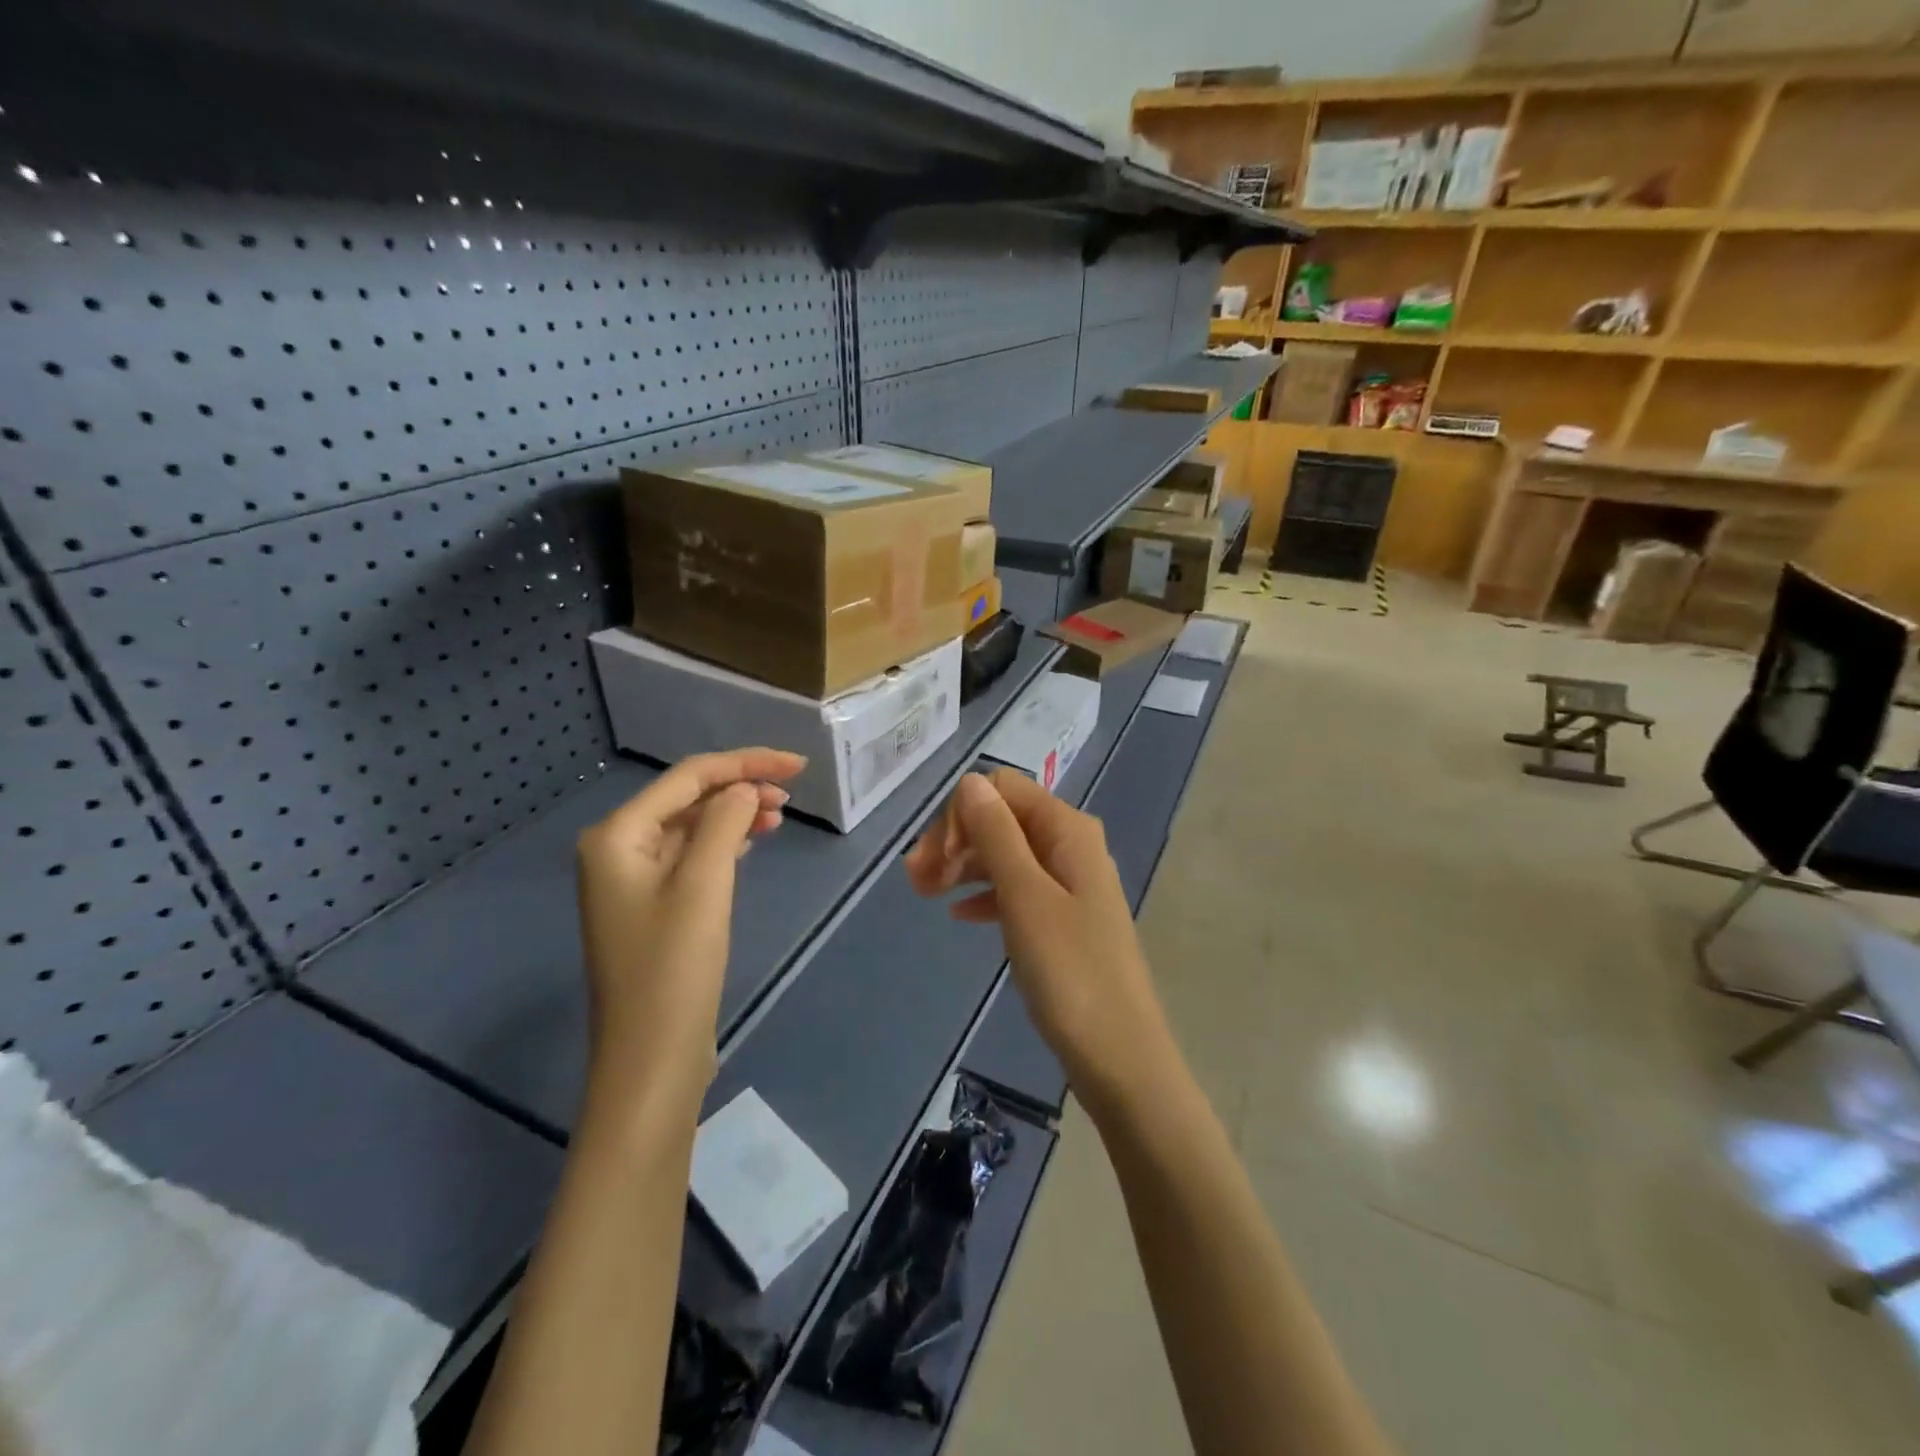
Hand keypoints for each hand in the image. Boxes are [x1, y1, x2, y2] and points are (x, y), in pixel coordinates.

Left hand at [575, 749, 804, 1103]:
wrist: (651, 1059)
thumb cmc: (674, 968)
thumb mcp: (704, 885)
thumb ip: (725, 822)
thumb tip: (744, 788)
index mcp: (617, 835)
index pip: (688, 777)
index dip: (744, 763)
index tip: (798, 765)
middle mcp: (617, 849)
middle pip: (687, 798)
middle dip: (739, 788)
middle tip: (791, 795)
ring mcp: (631, 881)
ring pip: (690, 827)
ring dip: (734, 815)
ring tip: (779, 815)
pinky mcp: (651, 908)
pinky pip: (689, 857)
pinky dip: (723, 843)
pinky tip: (751, 841)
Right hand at [904, 769, 1170, 1109]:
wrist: (1119, 1055)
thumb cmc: (1070, 973)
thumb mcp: (1025, 898)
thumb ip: (997, 835)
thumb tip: (971, 781)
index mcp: (1068, 830)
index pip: (1002, 789)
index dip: (962, 814)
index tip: (934, 859)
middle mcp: (1071, 845)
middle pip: (1002, 818)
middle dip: (956, 840)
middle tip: (915, 881)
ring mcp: (1069, 882)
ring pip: (1006, 854)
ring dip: (964, 866)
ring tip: (925, 896)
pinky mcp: (1064, 917)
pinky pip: (1016, 888)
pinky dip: (985, 893)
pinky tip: (959, 915)